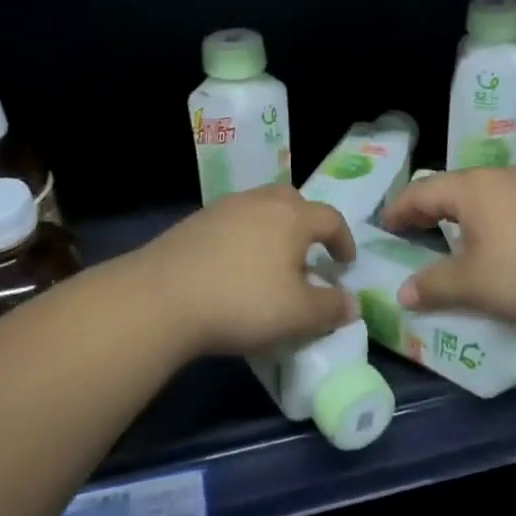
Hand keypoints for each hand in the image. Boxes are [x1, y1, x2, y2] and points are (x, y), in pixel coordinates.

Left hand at [132, 184, 359, 355]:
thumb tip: (353, 303)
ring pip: (259, 208)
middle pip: (293, 201)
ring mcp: (224, 208)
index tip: (345, 264)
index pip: (330, 218)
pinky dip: (243, 237)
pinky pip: (232, 222)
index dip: (343, 240)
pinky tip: (234, 266)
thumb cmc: (243, 302)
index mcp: (293, 217)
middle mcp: (260, 202)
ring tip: (271, 261)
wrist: (162, 297)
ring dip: (273, 229)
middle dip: (307, 223)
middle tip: (309, 252)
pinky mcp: (195, 222)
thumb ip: (331, 308)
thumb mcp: (298, 314)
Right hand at [379, 168, 515, 328]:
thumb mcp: (474, 284)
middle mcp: (498, 178)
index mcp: (471, 188)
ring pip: (481, 196)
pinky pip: (506, 206)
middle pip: (451, 188)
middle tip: (410, 232)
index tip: (384, 227)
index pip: (421, 192)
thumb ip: (434, 285)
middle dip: (428, 210)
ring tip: (449, 239)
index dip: (399, 210)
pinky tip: (495, 244)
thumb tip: (403, 293)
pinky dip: (487, 221)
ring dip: (459, 216)